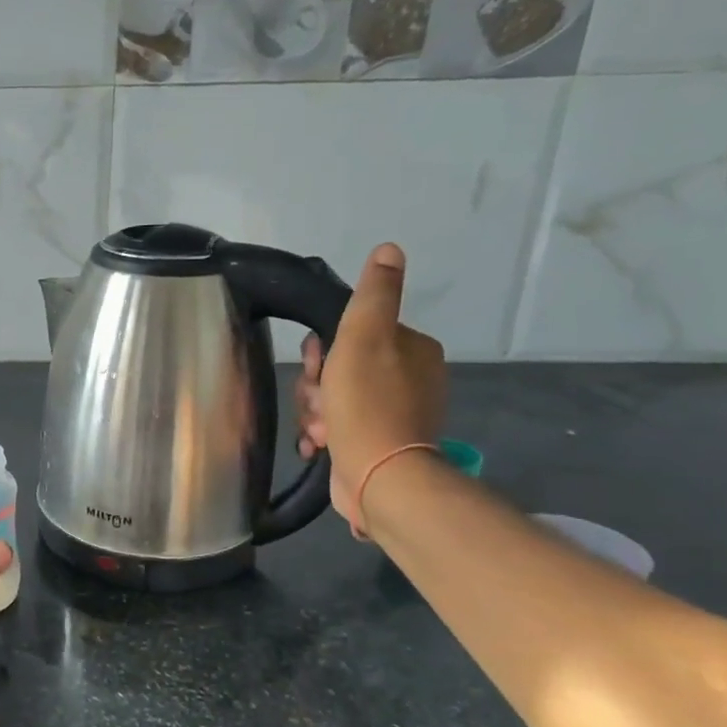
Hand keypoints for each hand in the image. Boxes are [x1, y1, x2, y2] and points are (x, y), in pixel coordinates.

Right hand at [296, 242, 448, 534]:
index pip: (351, 335)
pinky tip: (318, 444)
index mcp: (411, 349)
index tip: (317, 366)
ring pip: (333, 398)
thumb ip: (374, 294)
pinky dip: (323, 434)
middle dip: (317, 386)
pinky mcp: (378, 443)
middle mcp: (409, 378)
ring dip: (315, 411)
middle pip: (339, 368)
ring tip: (319, 429)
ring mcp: (394, 413)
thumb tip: (389, 249)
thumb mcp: (364, 338)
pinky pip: (338, 427)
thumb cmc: (367, 404)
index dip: (323, 350)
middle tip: (318, 402)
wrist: (379, 477)